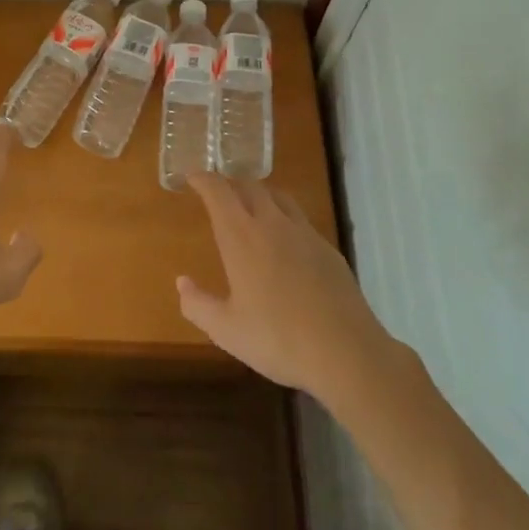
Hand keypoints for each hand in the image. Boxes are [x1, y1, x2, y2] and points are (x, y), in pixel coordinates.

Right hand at [179, 173, 391, 399]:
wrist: (346, 353)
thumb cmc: (278, 340)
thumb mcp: (226, 330)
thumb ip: (198, 304)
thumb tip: (182, 283)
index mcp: (241, 236)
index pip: (218, 192)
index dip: (203, 179)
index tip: (192, 177)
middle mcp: (272, 224)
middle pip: (250, 186)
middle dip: (231, 184)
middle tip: (220, 194)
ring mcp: (305, 234)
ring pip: (279, 198)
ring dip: (261, 196)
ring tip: (253, 209)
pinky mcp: (328, 250)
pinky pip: (301, 221)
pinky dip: (286, 220)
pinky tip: (287, 245)